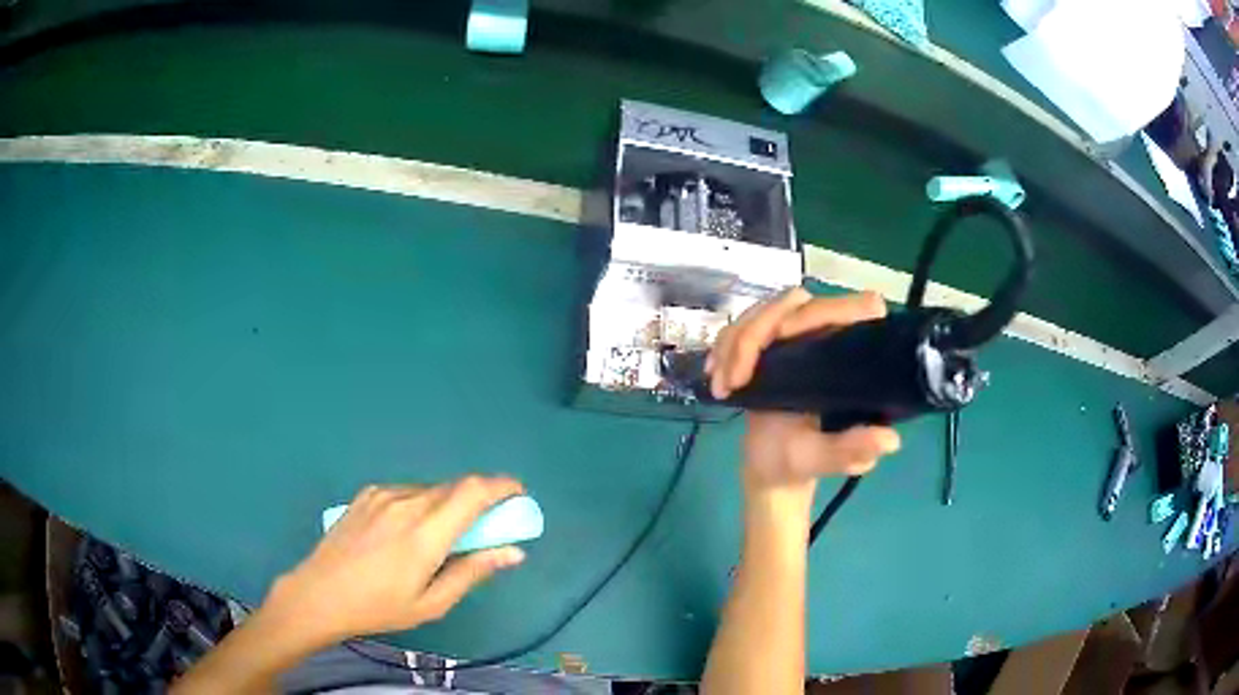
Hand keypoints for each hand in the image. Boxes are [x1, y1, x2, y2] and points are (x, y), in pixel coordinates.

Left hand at [264, 476, 526, 646]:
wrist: (320, 593)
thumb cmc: (379, 607)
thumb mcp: (432, 603)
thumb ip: (473, 572)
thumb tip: (513, 552)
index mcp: (425, 533)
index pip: (473, 492)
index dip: (501, 486)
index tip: (518, 494)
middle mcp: (406, 503)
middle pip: (455, 487)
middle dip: (479, 500)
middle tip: (485, 526)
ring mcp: (383, 494)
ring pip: (431, 489)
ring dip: (449, 504)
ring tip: (442, 536)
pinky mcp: (367, 494)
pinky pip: (408, 491)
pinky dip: (423, 503)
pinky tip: (410, 531)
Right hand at [707, 288, 900, 487]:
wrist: (769, 467)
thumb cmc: (800, 463)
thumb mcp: (823, 459)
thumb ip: (850, 450)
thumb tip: (889, 441)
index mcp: (850, 356)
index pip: (855, 307)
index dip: (824, 309)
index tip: (785, 336)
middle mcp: (826, 336)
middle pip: (794, 301)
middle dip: (756, 333)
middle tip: (735, 378)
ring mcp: (794, 337)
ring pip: (763, 310)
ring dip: (734, 342)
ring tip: (722, 384)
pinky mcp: (767, 344)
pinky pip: (742, 325)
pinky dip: (723, 347)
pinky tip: (714, 376)